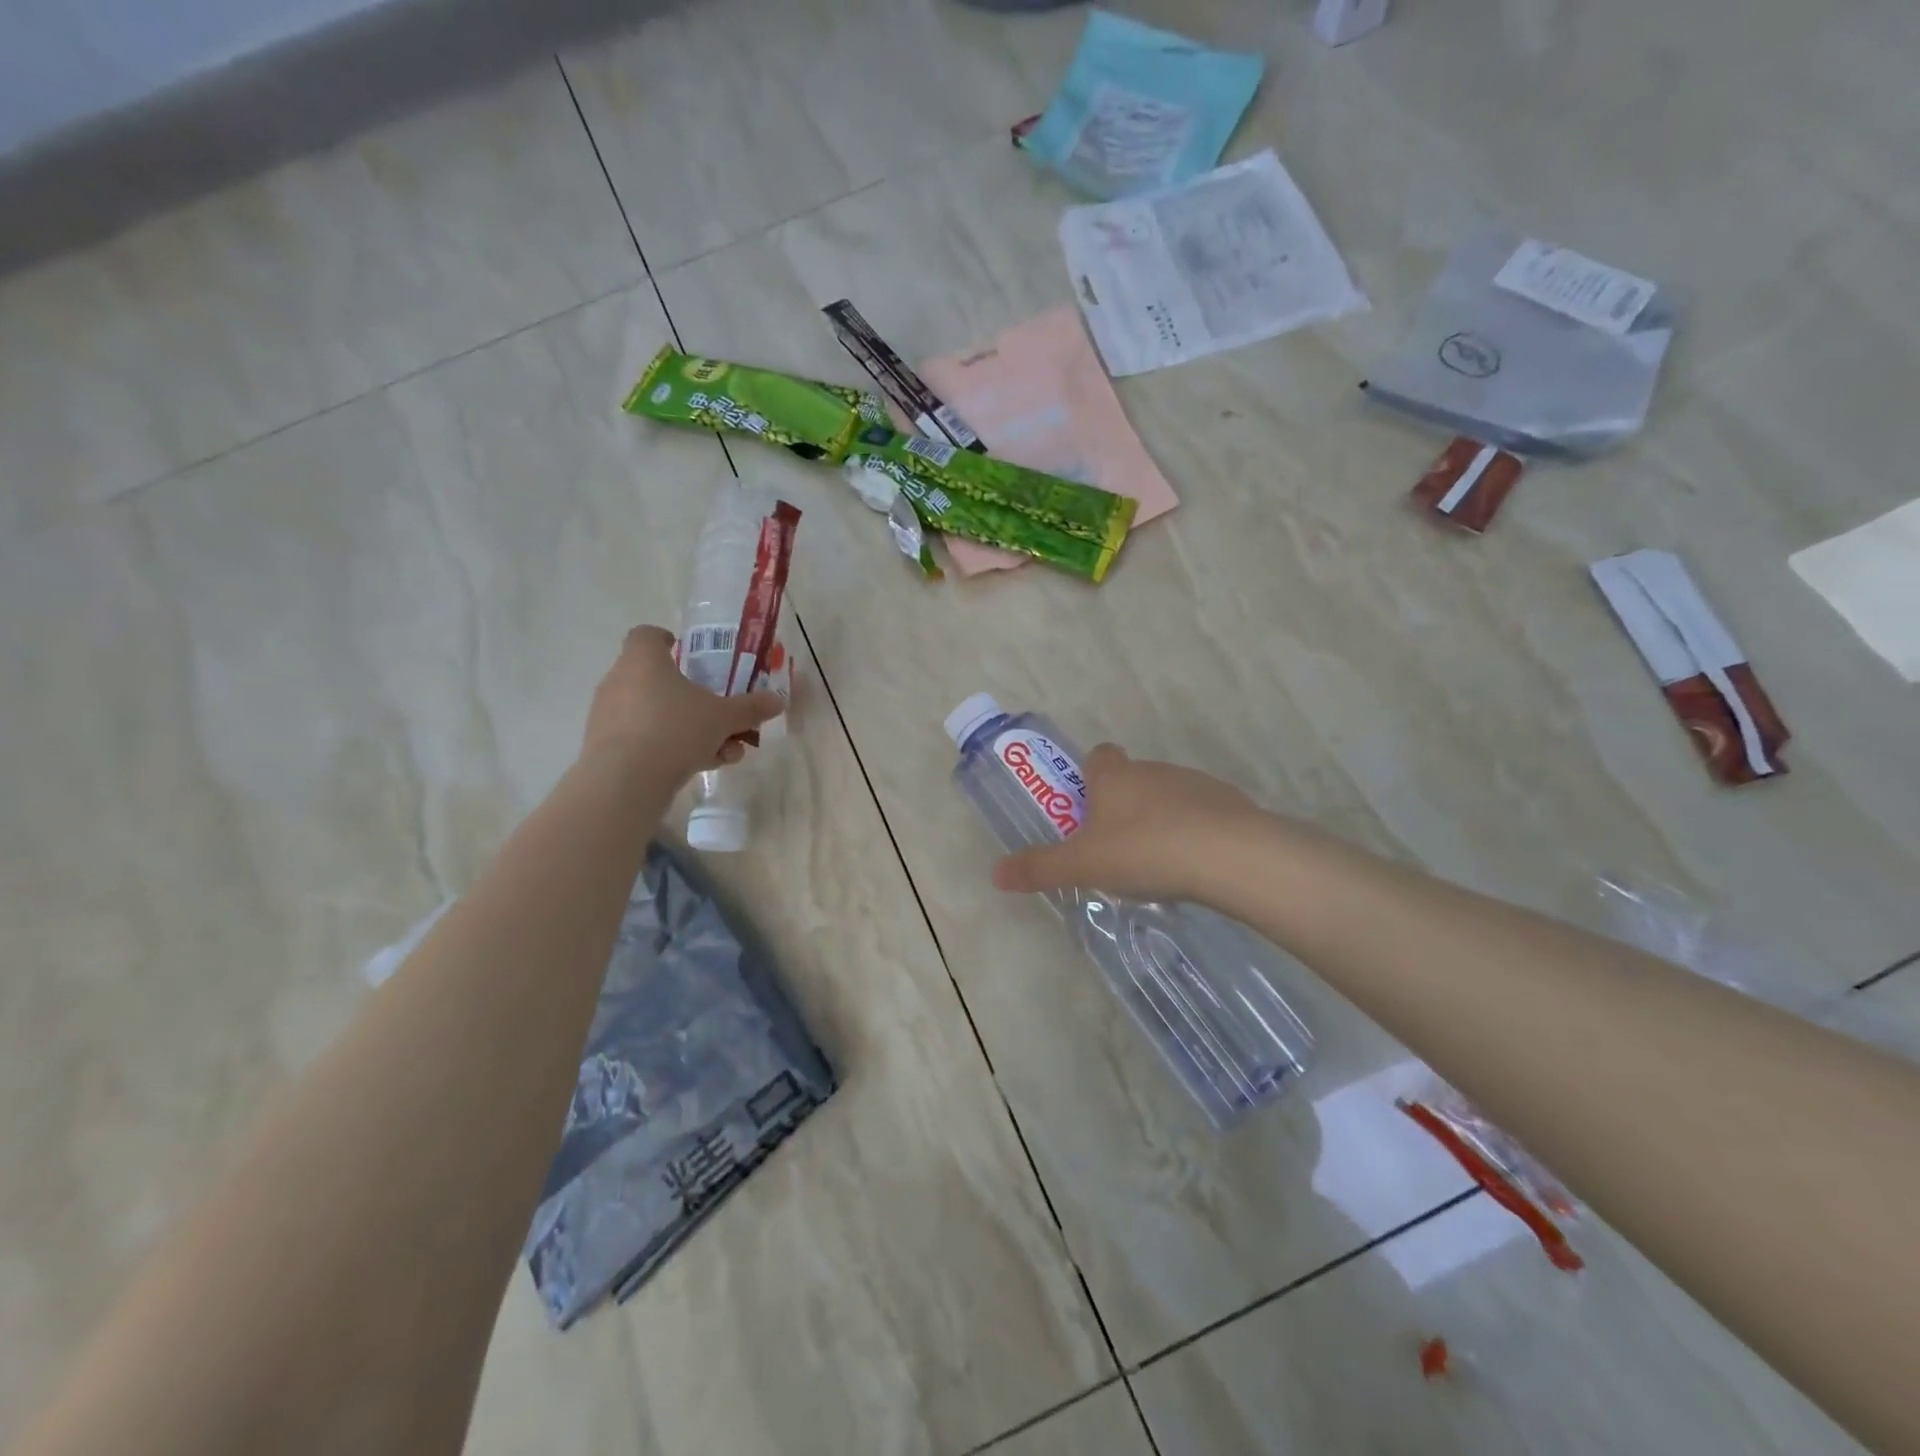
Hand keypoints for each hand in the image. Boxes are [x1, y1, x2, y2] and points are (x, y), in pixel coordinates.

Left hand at [582, 626, 785, 781]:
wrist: (625, 781)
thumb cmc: (674, 729)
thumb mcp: (723, 717)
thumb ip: (750, 708)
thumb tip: (778, 701)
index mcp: (644, 660)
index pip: (647, 635)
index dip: (666, 640)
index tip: (686, 652)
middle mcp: (620, 681)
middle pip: (659, 680)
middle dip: (695, 699)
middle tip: (722, 715)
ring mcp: (610, 716)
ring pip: (657, 714)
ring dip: (692, 729)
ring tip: (725, 752)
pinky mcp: (607, 747)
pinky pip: (646, 739)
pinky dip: (673, 748)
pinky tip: (703, 766)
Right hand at [991, 744, 1263, 903]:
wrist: (1229, 855)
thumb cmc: (1144, 850)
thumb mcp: (1083, 865)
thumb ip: (1040, 868)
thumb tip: (995, 873)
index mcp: (1114, 776)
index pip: (1096, 756)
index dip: (1088, 777)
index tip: (1086, 807)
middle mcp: (1152, 770)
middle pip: (1131, 778)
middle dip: (1121, 805)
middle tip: (1113, 847)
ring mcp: (1194, 783)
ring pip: (1166, 795)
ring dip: (1158, 819)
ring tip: (1155, 863)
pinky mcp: (1228, 803)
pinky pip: (1201, 813)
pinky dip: (1193, 831)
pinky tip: (1193, 865)